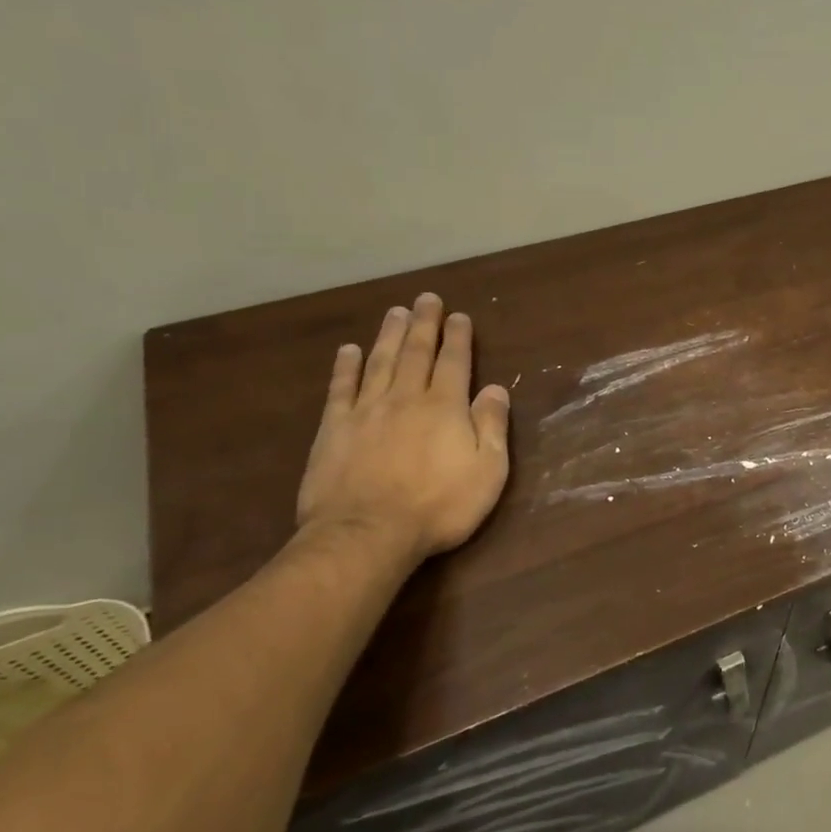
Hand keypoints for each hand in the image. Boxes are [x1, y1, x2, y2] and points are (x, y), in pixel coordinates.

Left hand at [296, 293, 510, 558]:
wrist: (368, 533)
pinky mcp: (334, 429)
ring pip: (380, 362)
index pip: (455, 362)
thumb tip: (496, 389)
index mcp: (446, 407)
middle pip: (416, 353)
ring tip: (395, 312)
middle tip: (426, 298)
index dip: (458, 337)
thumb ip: (492, 426)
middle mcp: (406, 398)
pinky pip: (341, 388)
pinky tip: (349, 350)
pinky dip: (345, 366)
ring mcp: (366, 411)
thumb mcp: (487, 471)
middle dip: (424, 324)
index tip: (459, 316)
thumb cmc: (439, 506)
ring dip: (389, 335)